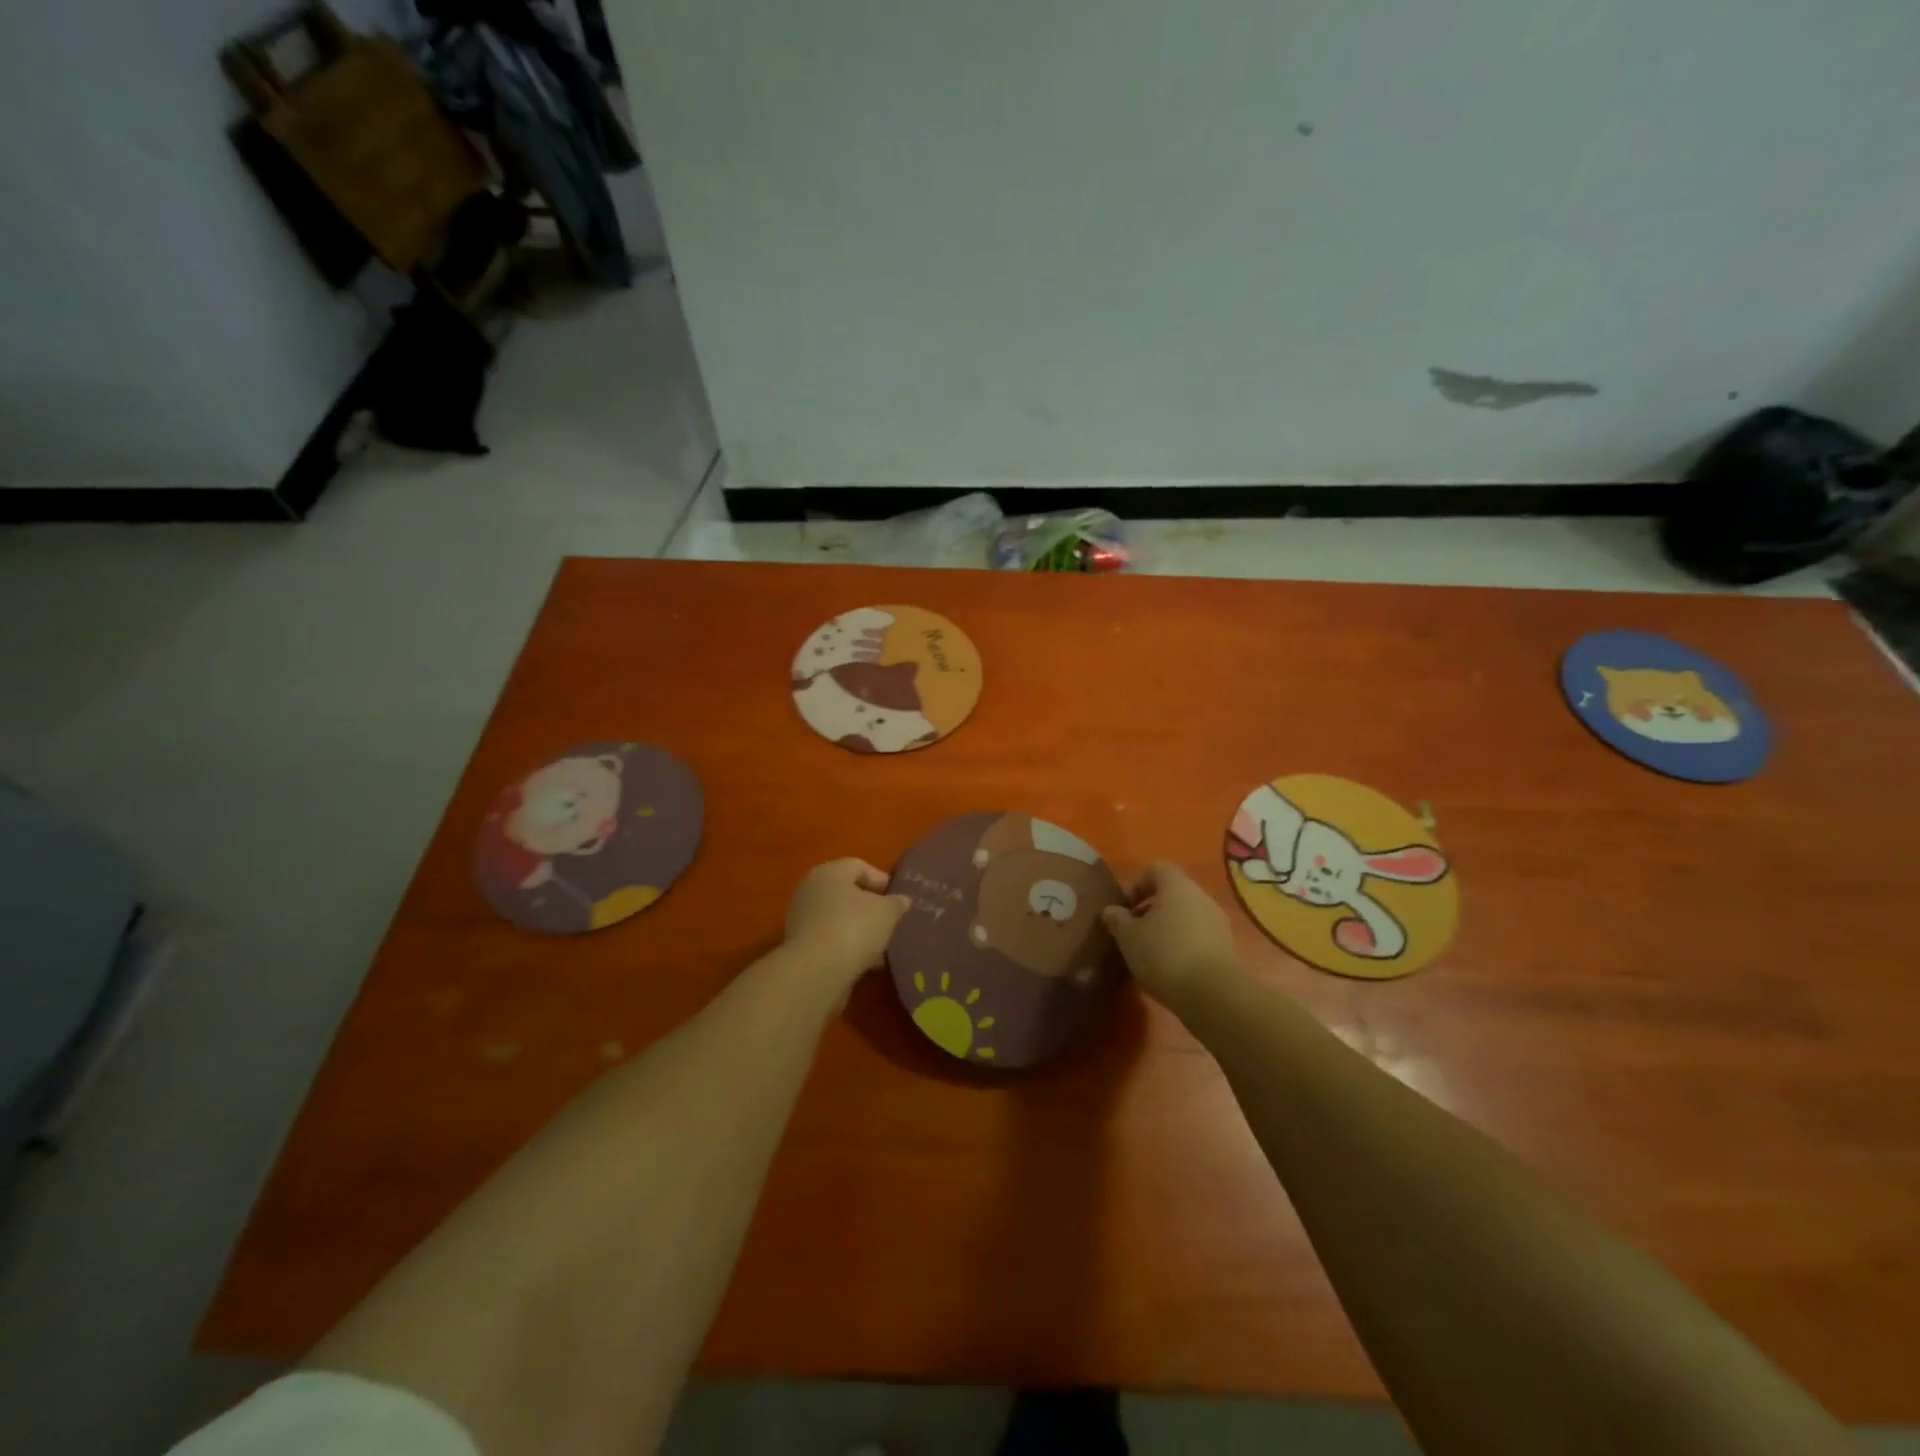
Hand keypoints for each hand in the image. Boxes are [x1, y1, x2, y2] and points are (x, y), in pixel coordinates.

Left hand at [783, 858, 911, 997]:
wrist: (816, 972)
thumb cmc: (854, 928)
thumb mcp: (888, 912)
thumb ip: (897, 903)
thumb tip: (902, 900)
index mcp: (829, 872)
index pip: (859, 867)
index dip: (882, 880)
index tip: (899, 899)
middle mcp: (811, 890)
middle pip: (847, 893)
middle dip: (870, 907)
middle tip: (891, 921)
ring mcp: (802, 920)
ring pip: (838, 919)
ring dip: (859, 930)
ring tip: (882, 946)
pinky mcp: (800, 948)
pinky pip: (830, 940)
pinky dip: (847, 947)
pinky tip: (865, 963)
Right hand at [1101, 861, 1243, 1010]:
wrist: (1214, 994)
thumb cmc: (1164, 954)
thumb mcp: (1128, 937)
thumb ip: (1117, 919)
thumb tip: (1111, 910)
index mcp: (1177, 885)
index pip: (1155, 869)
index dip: (1136, 885)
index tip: (1124, 909)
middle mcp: (1201, 897)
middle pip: (1172, 894)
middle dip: (1150, 910)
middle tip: (1133, 933)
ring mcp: (1217, 922)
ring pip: (1185, 917)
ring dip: (1167, 930)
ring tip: (1149, 955)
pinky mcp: (1226, 948)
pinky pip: (1198, 937)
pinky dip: (1183, 946)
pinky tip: (1170, 969)